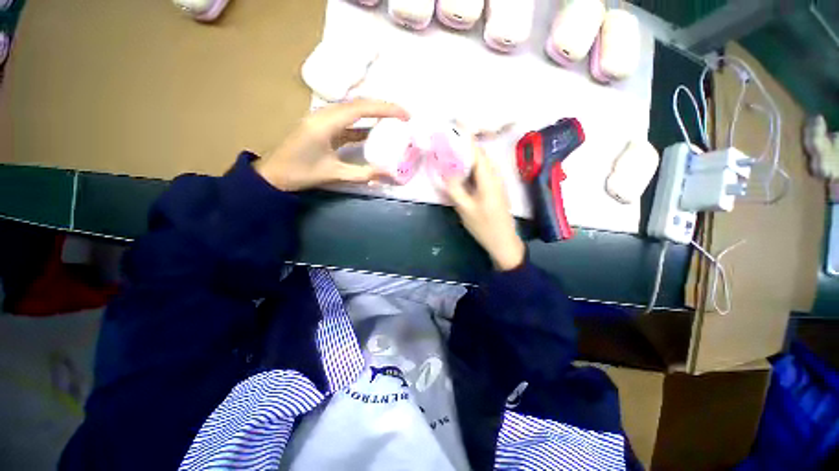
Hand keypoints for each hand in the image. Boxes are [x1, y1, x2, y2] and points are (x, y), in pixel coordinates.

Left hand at [255, 99, 408, 190]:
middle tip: (404, 116)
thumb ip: (363, 174)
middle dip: (383, 108)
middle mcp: (324, 114)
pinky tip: (374, 130)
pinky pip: (347, 120)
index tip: (405, 115)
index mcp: (325, 123)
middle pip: (358, 104)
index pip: (361, 109)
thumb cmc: (300, 173)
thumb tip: (388, 175)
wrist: (273, 175)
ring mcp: (322, 118)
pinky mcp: (322, 126)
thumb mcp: (334, 174)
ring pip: (353, 110)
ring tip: (393, 120)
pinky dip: (363, 124)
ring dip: (374, 113)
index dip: (385, 109)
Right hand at [446, 145, 525, 270]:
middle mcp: (495, 175)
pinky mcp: (494, 189)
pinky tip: (461, 172)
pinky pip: (482, 172)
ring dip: (467, 157)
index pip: (477, 151)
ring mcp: (496, 182)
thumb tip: (444, 170)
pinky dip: (471, 168)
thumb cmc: (484, 226)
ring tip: (451, 154)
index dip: (465, 139)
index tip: (452, 127)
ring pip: (481, 163)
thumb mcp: (465, 208)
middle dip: (464, 146)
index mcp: (488, 178)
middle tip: (447, 143)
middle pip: (480, 155)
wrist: (503, 241)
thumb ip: (455, 188)